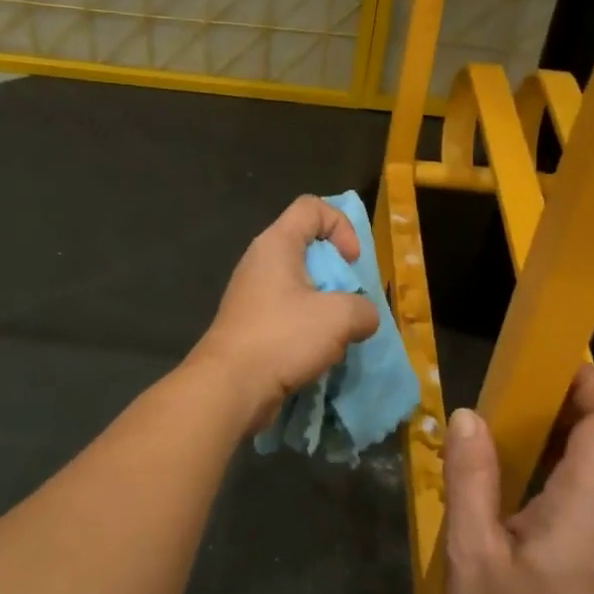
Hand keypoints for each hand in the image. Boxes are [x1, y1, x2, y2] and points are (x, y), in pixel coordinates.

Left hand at [190, 195, 380, 430]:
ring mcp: (252, 295)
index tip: (351, 262)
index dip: (340, 225)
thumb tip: (363, 317)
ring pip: (299, 285)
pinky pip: (288, 313)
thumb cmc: (283, 338)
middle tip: (351, 300)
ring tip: (338, 330)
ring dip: (325, 305)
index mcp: (276, 244)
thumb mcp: (339, 318)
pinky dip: (308, 326)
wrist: (230, 387)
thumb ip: (364, 309)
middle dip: (337, 271)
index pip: (311, 207)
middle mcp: (260, 262)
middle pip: (307, 247)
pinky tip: (319, 351)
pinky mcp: (251, 324)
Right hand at [444, 366, 593, 593]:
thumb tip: (469, 415)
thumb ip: (471, 480)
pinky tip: (534, 461)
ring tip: (526, 421)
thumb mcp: (473, 555)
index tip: (541, 371)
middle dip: (592, 396)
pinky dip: (583, 449)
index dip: (589, 384)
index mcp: (591, 502)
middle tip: (534, 396)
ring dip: (586, 420)